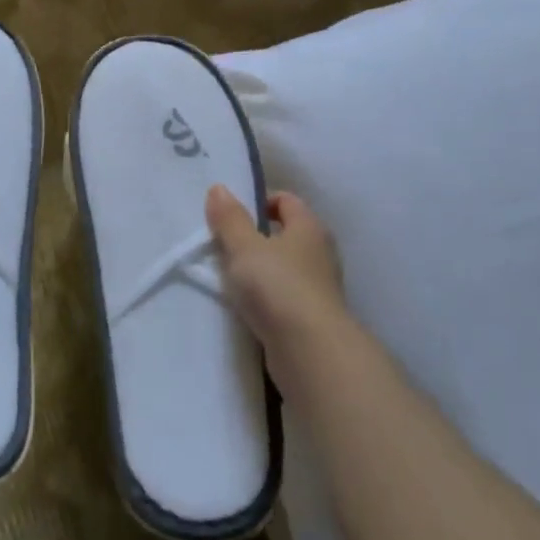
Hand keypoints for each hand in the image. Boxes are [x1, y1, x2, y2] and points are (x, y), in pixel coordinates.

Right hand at [205, 185, 353, 393]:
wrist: (310, 351)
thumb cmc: (278, 287)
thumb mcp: (244, 247)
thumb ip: (230, 219)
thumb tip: (219, 188)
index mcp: (309, 227)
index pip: (286, 200)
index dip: (258, 202)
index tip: (229, 217)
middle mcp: (320, 253)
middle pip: (285, 234)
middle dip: (255, 238)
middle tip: (224, 247)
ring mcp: (320, 287)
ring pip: (284, 267)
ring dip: (260, 270)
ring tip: (230, 278)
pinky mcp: (313, 317)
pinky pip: (284, 296)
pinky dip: (267, 297)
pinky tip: (246, 306)